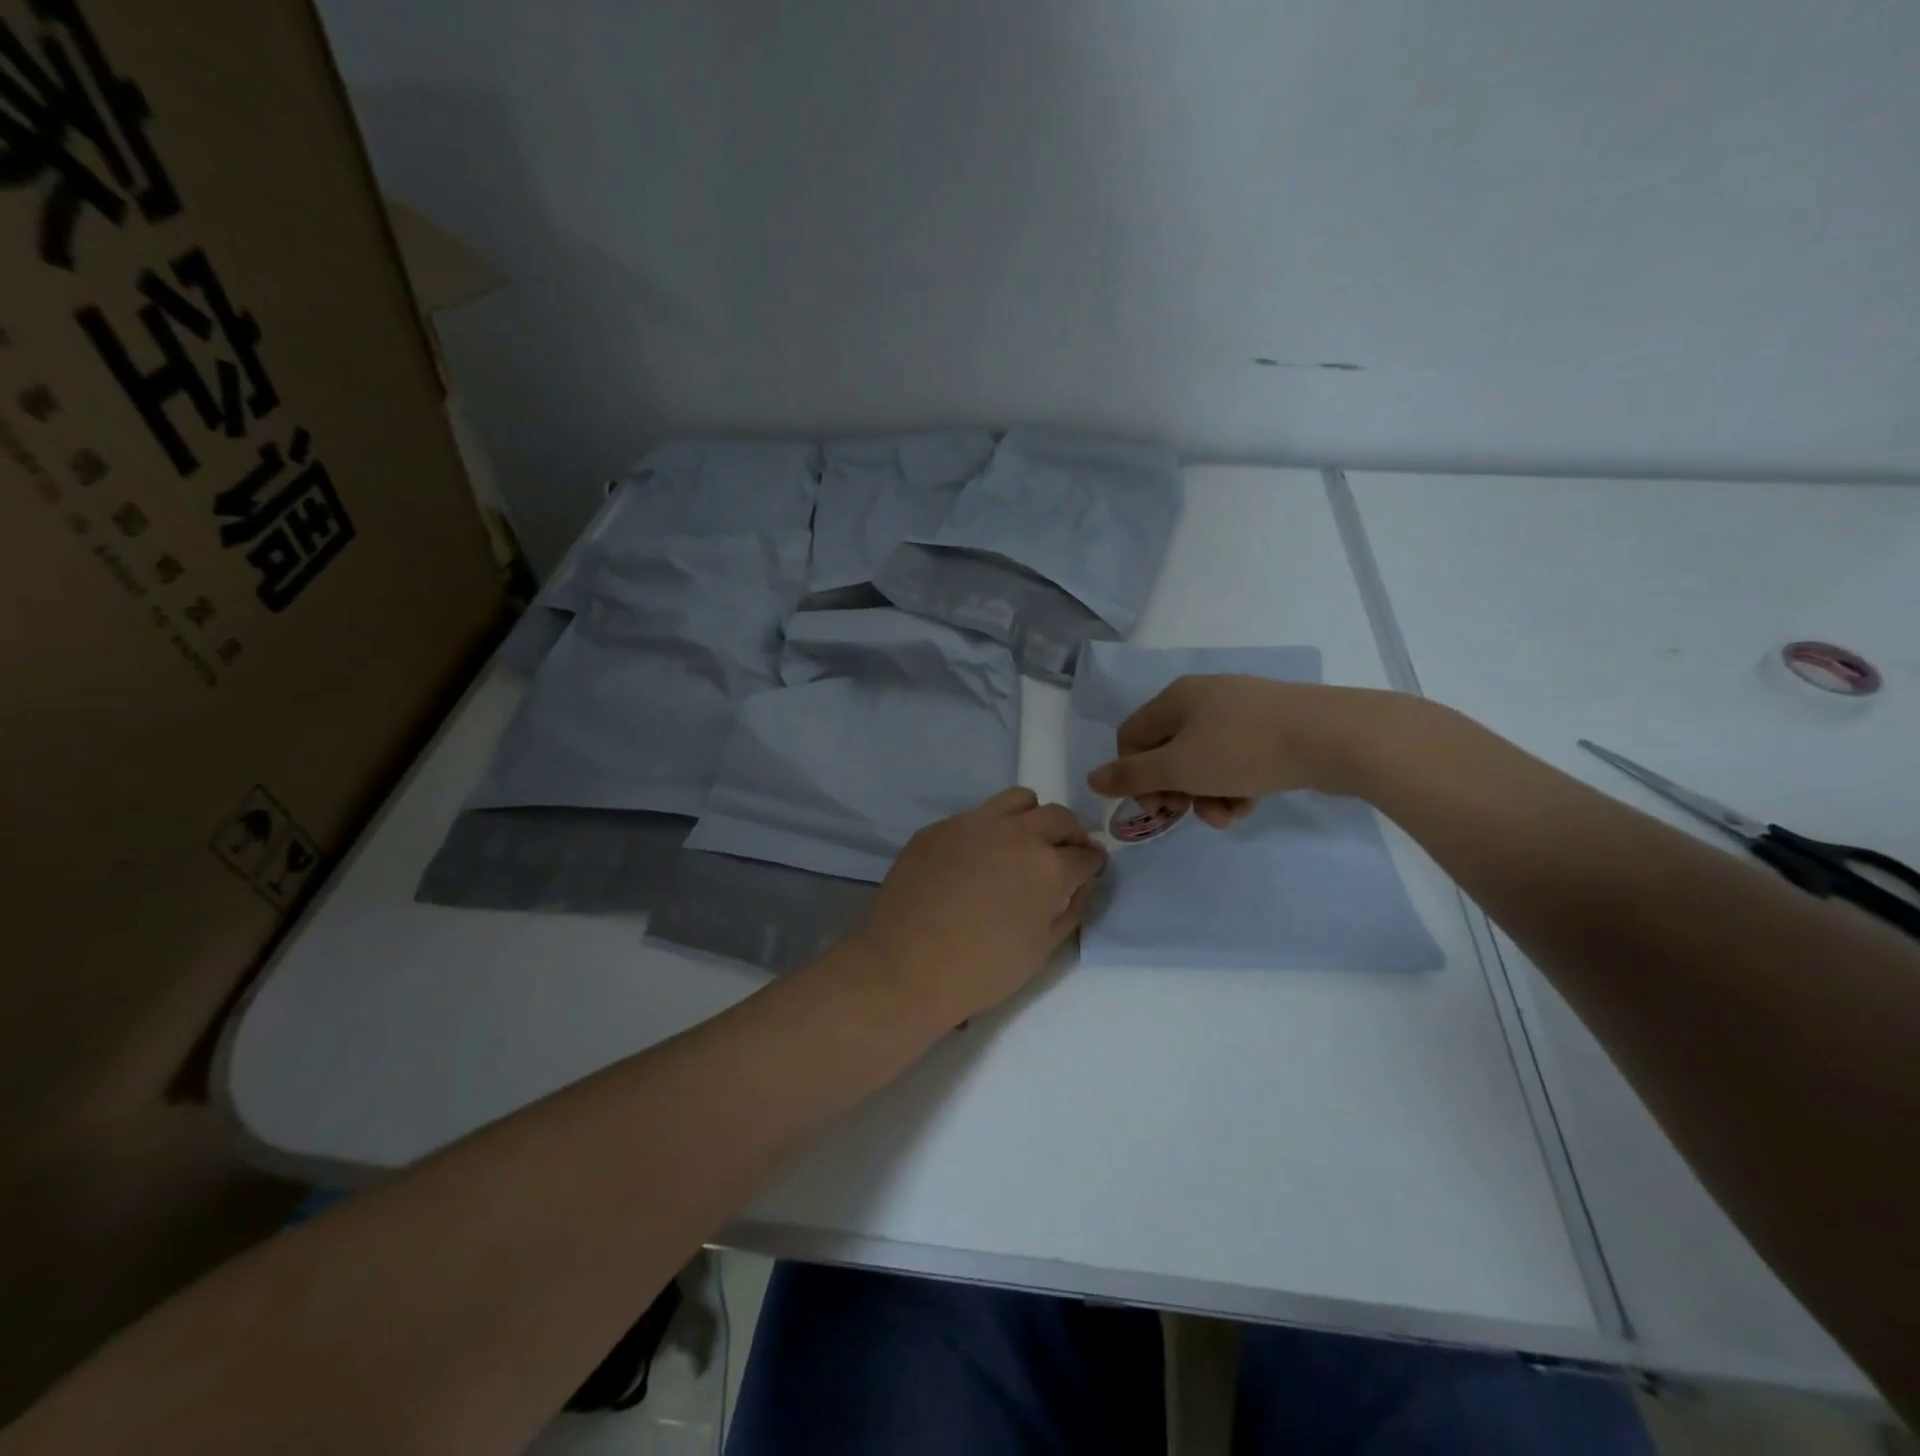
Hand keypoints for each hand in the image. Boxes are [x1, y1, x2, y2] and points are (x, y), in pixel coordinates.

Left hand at [852, 788, 1106, 1025]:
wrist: (904, 965)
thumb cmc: (980, 971)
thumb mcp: (1041, 951)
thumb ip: (1069, 911)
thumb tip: (1080, 885)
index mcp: (1049, 868)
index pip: (1086, 854)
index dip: (1092, 864)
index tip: (1088, 870)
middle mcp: (1017, 834)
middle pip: (1058, 817)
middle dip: (1069, 834)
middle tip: (1061, 854)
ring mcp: (974, 824)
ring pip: (1018, 800)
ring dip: (1031, 817)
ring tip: (1021, 843)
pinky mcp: (940, 827)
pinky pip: (974, 816)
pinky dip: (987, 830)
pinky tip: (973, 859)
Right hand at [1086, 675, 1406, 826]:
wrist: (1334, 736)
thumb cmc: (1244, 749)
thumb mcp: (1179, 767)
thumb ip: (1132, 775)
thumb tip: (1092, 778)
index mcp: (1175, 698)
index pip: (1131, 737)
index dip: (1133, 775)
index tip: (1155, 806)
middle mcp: (1203, 697)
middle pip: (1168, 751)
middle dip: (1175, 790)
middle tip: (1188, 814)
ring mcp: (1241, 710)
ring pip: (1204, 760)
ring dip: (1206, 794)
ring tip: (1228, 816)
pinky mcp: (1271, 727)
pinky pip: (1236, 759)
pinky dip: (1234, 785)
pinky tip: (1250, 804)